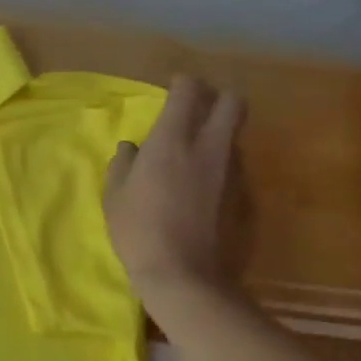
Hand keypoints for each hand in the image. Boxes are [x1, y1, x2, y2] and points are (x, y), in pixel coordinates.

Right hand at [104, 75, 249, 299]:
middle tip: (196, 109)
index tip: (173, 87)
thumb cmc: (138, 230)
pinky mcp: (246, 198)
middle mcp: (210, 148)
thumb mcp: (115, 195)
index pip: (190, 92)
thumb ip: (123, 164)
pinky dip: (219, 170)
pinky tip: (202, 192)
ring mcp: (233, 173)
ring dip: (217, 136)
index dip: (183, 83)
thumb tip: (131, 149)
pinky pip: (233, 170)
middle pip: (233, 103)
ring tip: (193, 157)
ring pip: (233, 137)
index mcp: (173, 141)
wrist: (186, 277)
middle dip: (217, 98)